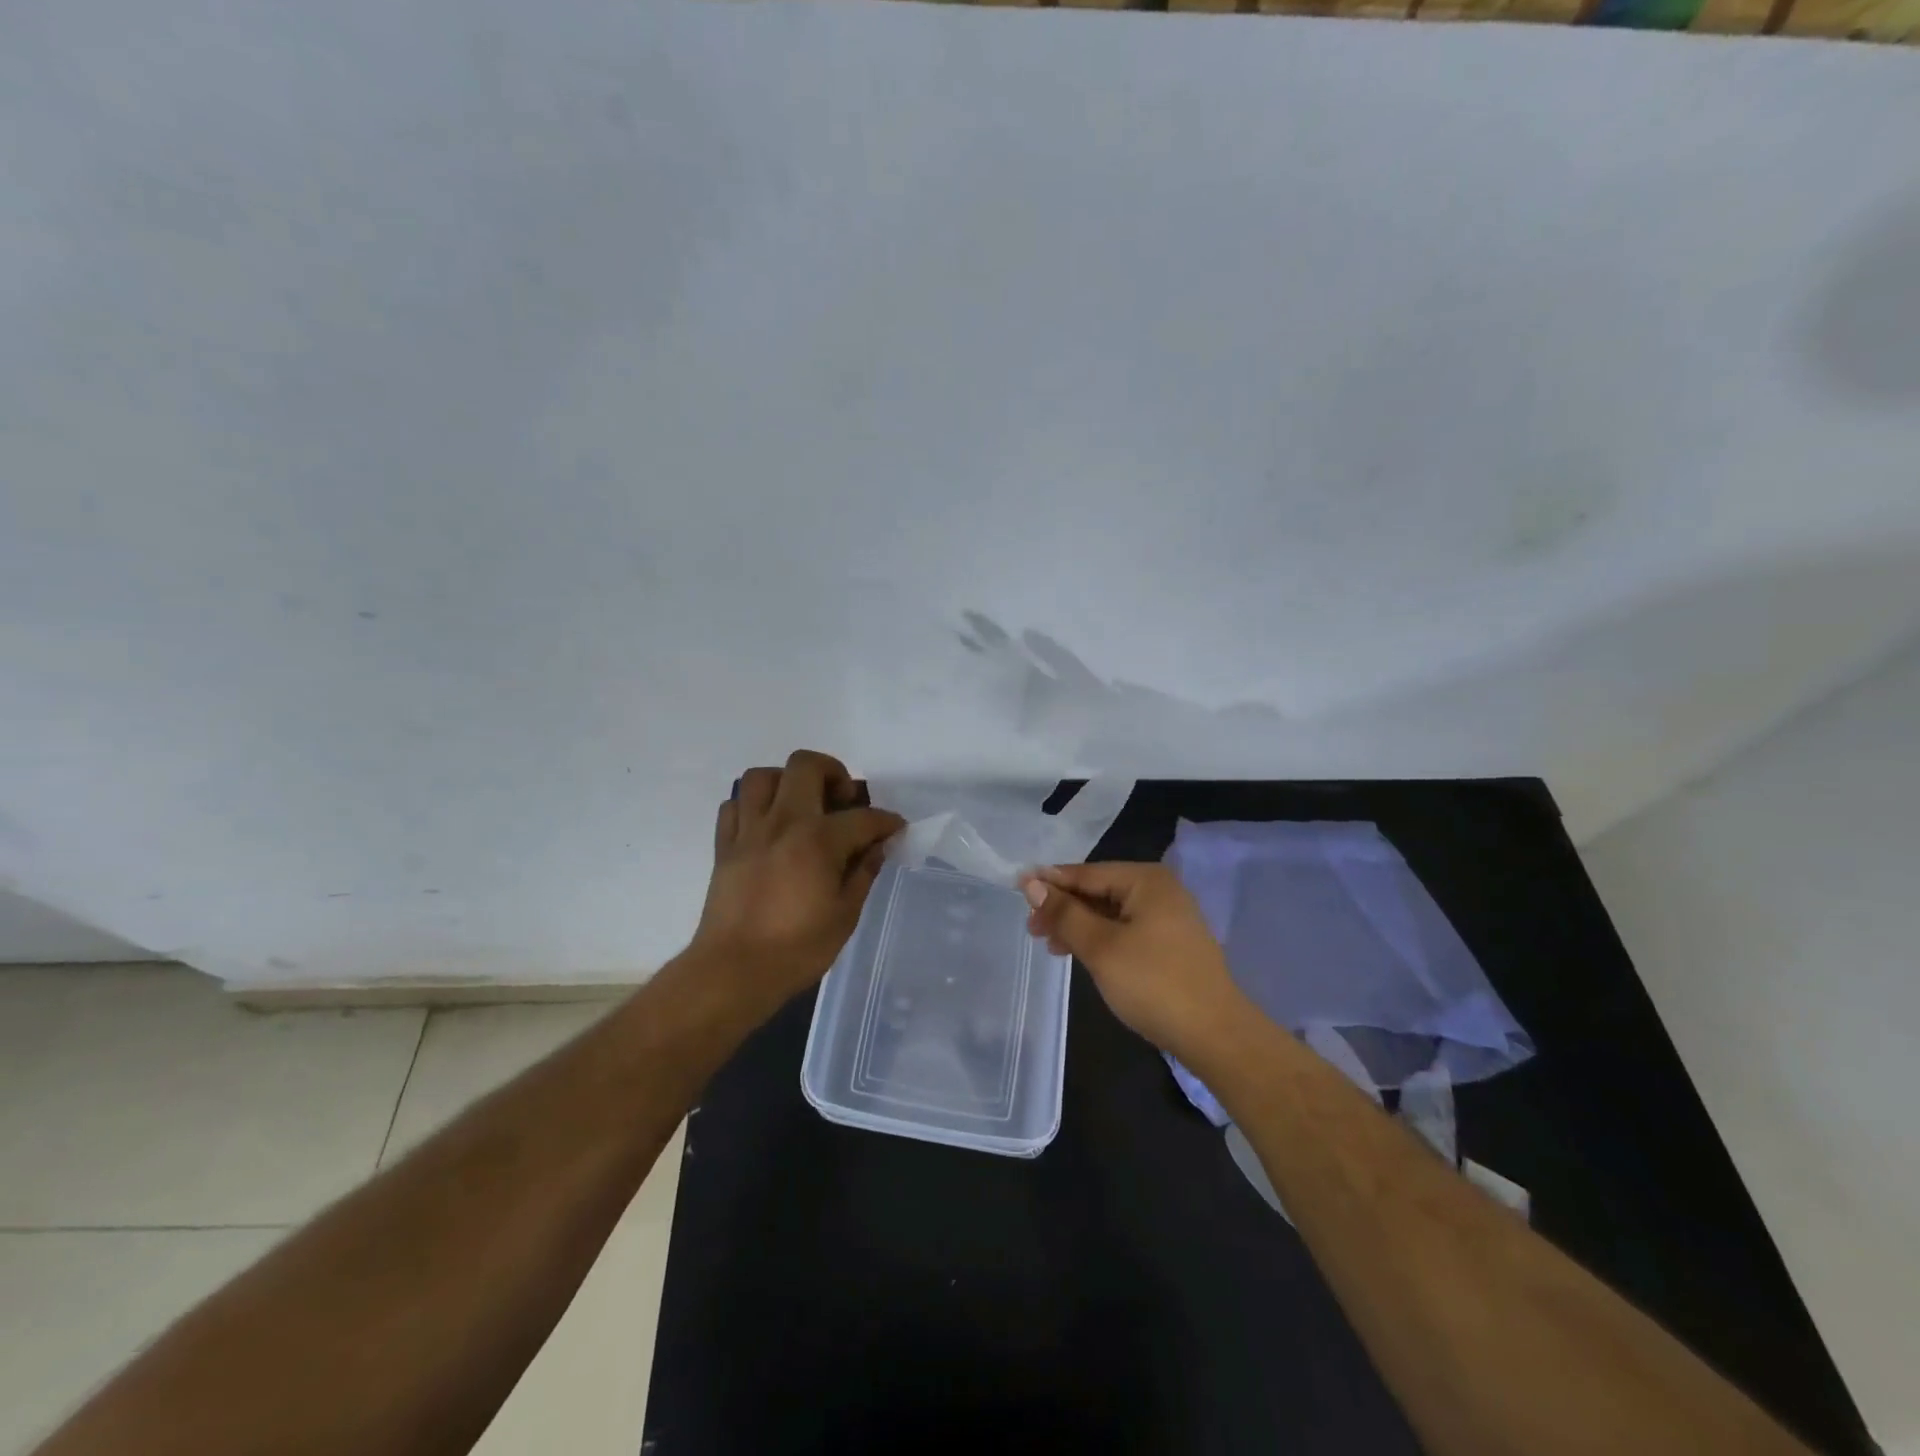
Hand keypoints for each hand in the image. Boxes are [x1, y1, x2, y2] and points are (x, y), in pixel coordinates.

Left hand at [687, 750, 904, 1016]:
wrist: (733, 972)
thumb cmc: (796, 949)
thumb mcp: (845, 915)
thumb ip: (863, 874)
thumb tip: (876, 848)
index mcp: (818, 839)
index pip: (862, 817)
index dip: (886, 821)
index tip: (895, 829)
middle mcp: (783, 822)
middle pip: (806, 765)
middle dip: (833, 773)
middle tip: (843, 801)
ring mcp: (749, 831)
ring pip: (762, 776)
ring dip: (787, 781)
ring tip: (802, 805)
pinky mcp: (724, 846)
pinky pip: (735, 805)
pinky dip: (753, 806)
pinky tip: (768, 826)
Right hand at [1021, 863, 1243, 1059]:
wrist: (1215, 1035)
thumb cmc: (1154, 984)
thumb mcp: (1101, 947)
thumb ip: (1065, 913)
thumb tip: (1032, 884)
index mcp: (1146, 880)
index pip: (1086, 873)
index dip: (1049, 882)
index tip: (1015, 889)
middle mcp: (1159, 889)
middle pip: (1098, 890)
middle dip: (1063, 908)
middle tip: (1032, 930)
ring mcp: (1168, 916)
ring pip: (1110, 912)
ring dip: (1078, 925)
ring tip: (1051, 945)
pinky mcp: (1170, 943)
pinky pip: (1125, 929)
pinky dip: (1099, 938)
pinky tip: (1080, 954)